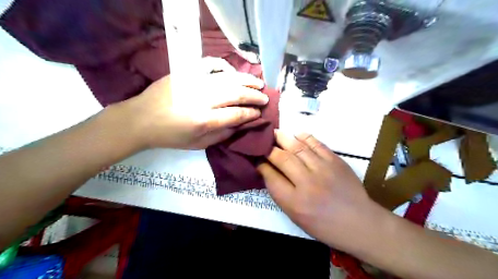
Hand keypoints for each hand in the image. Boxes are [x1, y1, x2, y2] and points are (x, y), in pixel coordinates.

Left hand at [115, 60, 267, 148]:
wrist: (141, 119)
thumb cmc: (170, 136)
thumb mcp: (198, 145)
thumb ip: (222, 135)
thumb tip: (240, 124)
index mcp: (204, 120)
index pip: (236, 114)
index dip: (251, 113)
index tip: (259, 113)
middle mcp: (202, 99)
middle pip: (236, 94)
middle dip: (254, 96)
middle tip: (265, 97)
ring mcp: (194, 82)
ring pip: (228, 78)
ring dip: (246, 80)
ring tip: (259, 83)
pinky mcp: (186, 72)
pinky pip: (210, 64)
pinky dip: (225, 67)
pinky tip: (233, 73)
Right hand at [259, 131, 381, 250]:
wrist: (359, 222)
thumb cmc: (324, 225)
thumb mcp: (296, 216)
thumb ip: (281, 194)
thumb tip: (269, 172)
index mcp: (294, 202)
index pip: (271, 177)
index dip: (261, 165)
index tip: (257, 159)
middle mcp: (307, 183)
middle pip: (282, 159)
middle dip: (269, 149)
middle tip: (263, 142)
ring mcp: (323, 170)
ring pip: (298, 148)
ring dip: (284, 138)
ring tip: (275, 133)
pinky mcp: (335, 161)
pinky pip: (316, 144)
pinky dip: (305, 137)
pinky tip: (297, 135)